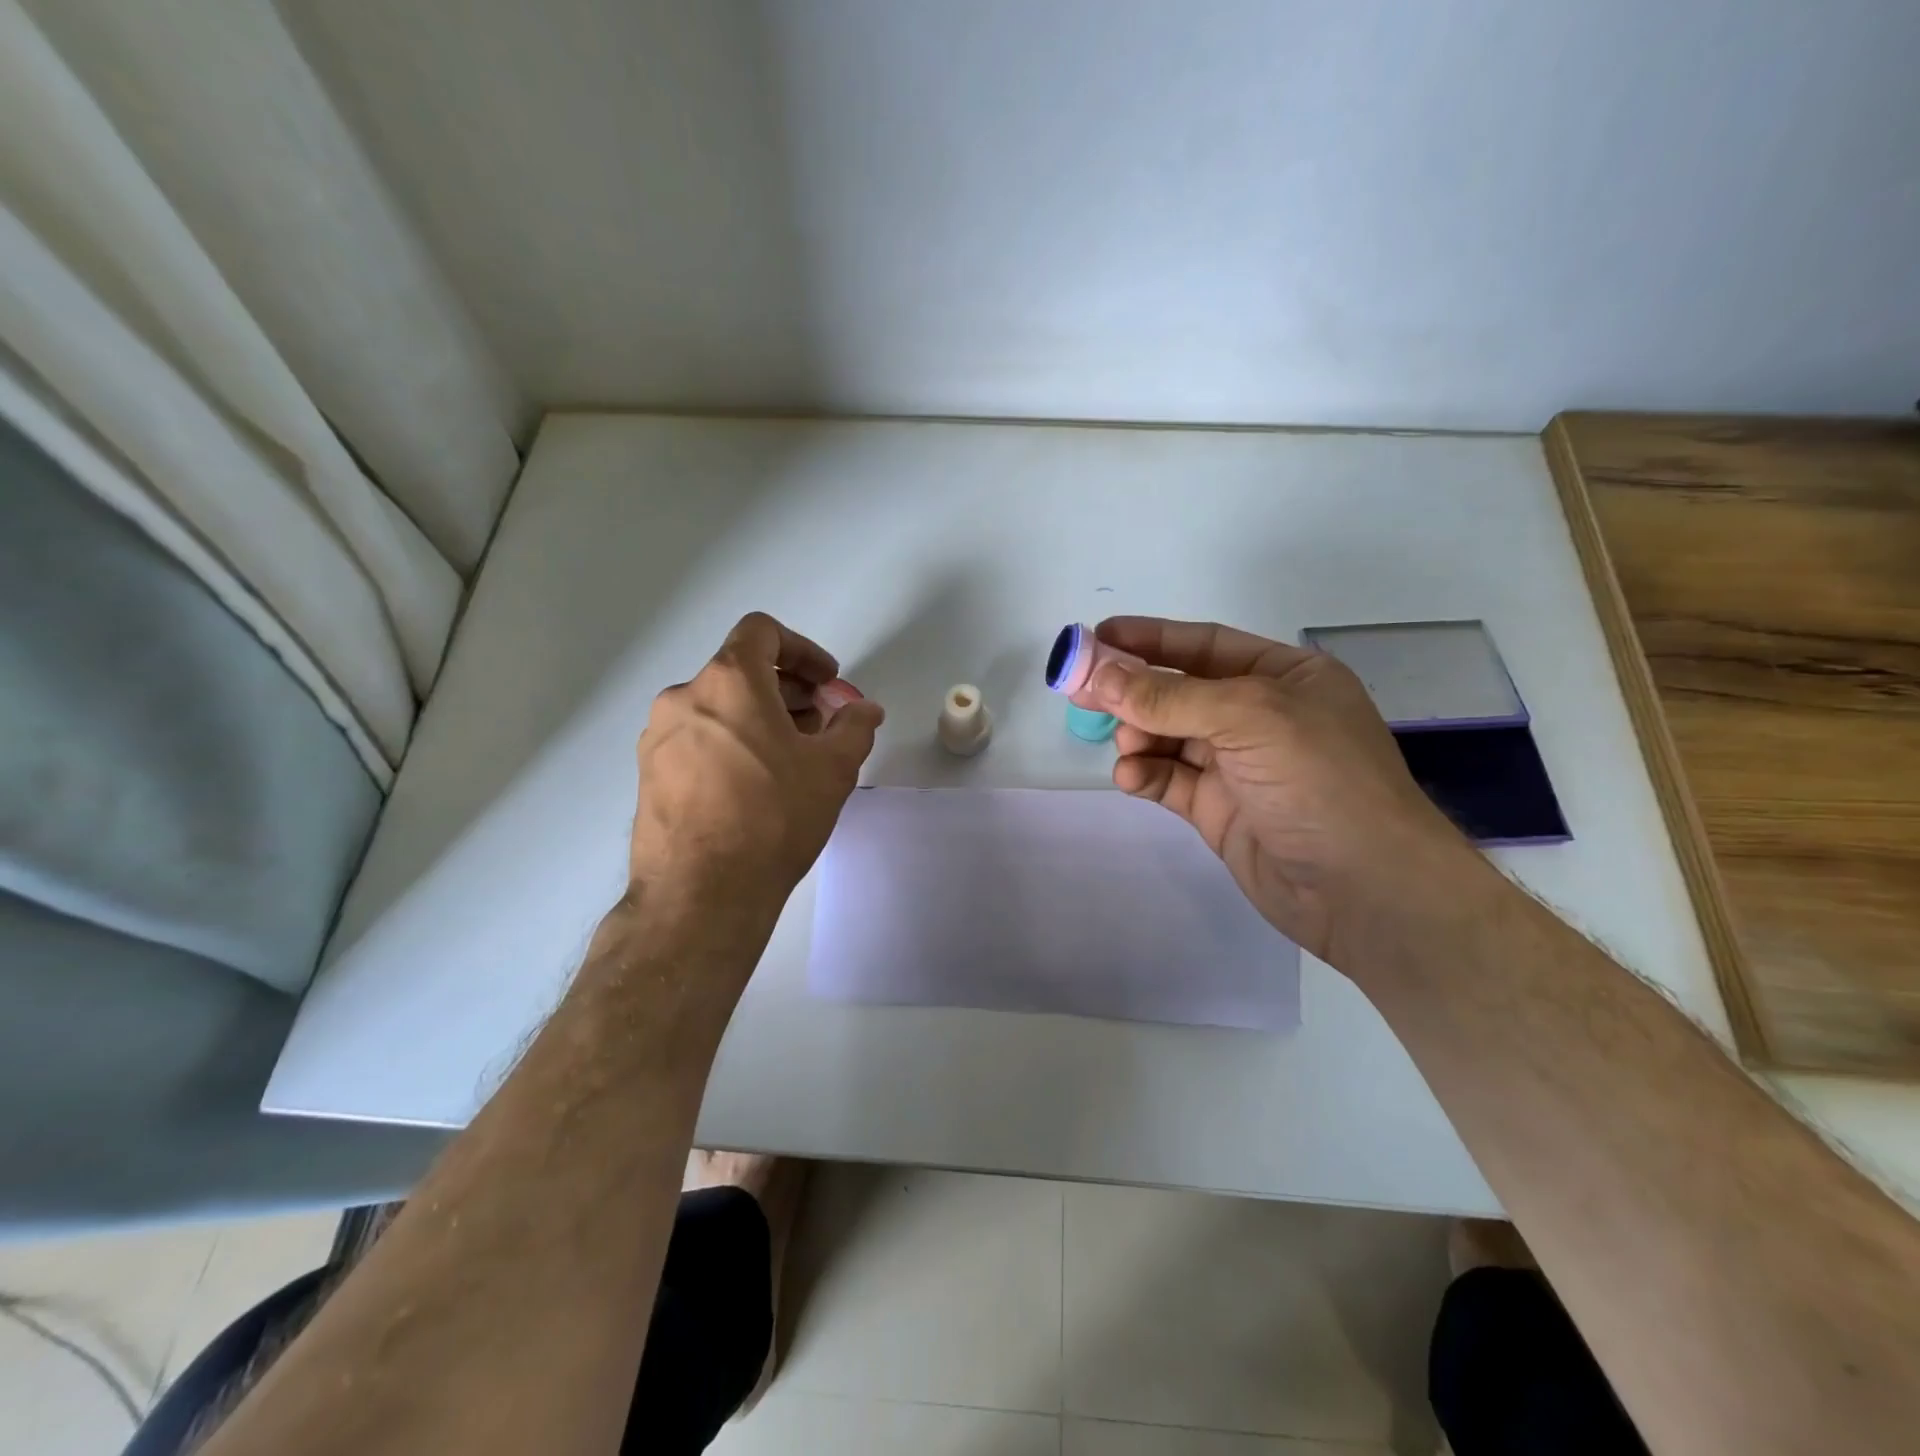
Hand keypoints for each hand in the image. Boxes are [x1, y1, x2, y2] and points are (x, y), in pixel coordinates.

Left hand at [630, 612, 883, 904]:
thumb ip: (854, 727)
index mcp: (729, 681)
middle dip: (788, 690)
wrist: (702, 893)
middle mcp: (684, 696)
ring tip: (791, 757)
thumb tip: (865, 710)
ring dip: (759, 717)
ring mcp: (659, 736)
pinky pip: (697, 738)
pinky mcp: (649, 772)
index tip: (826, 683)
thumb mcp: (832, 769)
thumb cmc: (773, 817)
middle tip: (820, 724)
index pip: (763, 632)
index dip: (803, 649)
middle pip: (741, 670)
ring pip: (718, 707)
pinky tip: (754, 784)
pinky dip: (730, 742)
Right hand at [1085, 616, 1480, 964]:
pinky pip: (1169, 778)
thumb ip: (1170, 697)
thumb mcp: (1248, 719)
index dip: (1151, 638)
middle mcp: (1260, 715)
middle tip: (1079, 690)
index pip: (1206, 645)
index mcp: (1284, 677)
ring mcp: (1238, 765)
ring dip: (1139, 736)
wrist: (1365, 890)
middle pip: (1180, 690)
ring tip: (1126, 747)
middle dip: (1132, 690)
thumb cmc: (1321, 781)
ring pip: (1168, 736)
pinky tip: (1132, 777)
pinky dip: (1145, 773)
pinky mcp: (1219, 808)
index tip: (1098, 636)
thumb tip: (1100, 675)